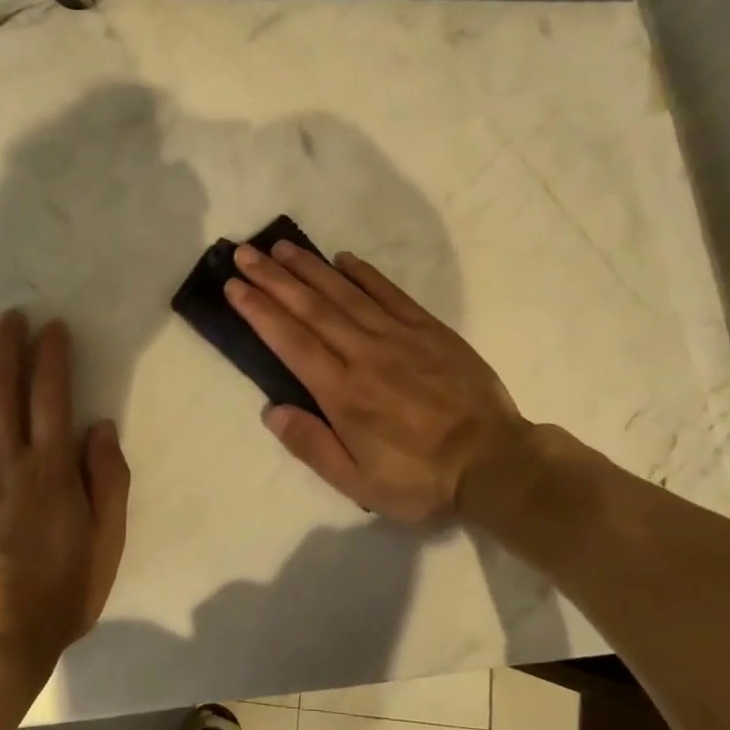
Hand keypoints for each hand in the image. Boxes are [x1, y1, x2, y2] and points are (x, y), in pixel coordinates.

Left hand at [0, 312, 129, 691]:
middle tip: (9, 317)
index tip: (51, 328)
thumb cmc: (56, 596)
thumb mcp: (106, 543)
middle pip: (1, 387)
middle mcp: (3, 459)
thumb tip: (99, 426)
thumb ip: (108, 481)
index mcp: (50, 468)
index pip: (51, 394)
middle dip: (6, 345)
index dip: (51, 355)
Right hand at [225, 241, 530, 524]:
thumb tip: (271, 411)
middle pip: (311, 308)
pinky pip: (390, 293)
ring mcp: (399, 337)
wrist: (495, 462)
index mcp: (343, 392)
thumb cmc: (421, 478)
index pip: (291, 341)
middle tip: (244, 252)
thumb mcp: (359, 482)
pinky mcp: (429, 330)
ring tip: (281, 247)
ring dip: (310, 268)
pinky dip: (364, 274)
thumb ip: (312, 446)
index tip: (234, 286)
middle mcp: (364, 354)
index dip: (259, 311)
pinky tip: (343, 258)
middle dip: (273, 278)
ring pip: (345, 293)